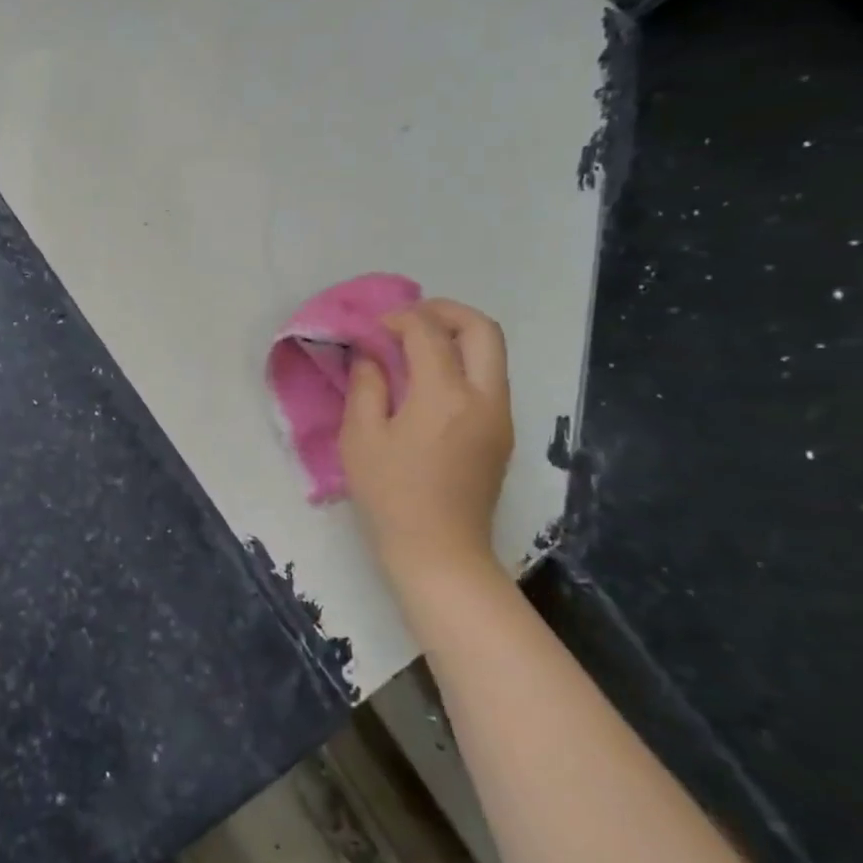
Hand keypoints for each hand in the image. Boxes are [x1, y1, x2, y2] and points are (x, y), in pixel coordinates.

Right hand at [339, 299, 514, 587]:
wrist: (438, 551)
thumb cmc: (390, 495)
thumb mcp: (361, 438)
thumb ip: (366, 386)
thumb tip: (370, 355)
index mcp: (445, 395)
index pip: (428, 332)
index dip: (398, 319)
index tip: (372, 329)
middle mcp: (484, 397)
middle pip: (482, 329)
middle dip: (445, 311)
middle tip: (409, 318)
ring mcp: (501, 416)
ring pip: (492, 353)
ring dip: (457, 336)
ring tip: (416, 346)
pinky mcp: (502, 434)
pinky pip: (489, 379)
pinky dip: (463, 363)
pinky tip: (429, 381)